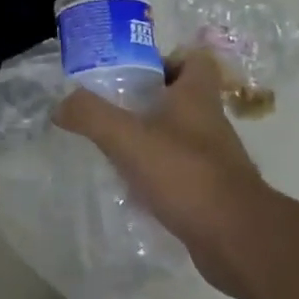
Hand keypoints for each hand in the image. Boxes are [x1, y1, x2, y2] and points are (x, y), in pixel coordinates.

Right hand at [55, 49, 269, 294]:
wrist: (237, 240)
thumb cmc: (185, 175)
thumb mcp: (128, 139)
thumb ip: (92, 116)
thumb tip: (61, 105)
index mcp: (197, 97)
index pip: (193, 59)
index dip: (165, 59)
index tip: (132, 72)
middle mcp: (210, 123)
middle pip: (181, 97)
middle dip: (147, 101)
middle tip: (111, 110)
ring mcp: (215, 160)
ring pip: (179, 136)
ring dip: (151, 139)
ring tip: (114, 149)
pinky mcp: (213, 192)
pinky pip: (181, 172)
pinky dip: (159, 175)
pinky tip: (133, 188)